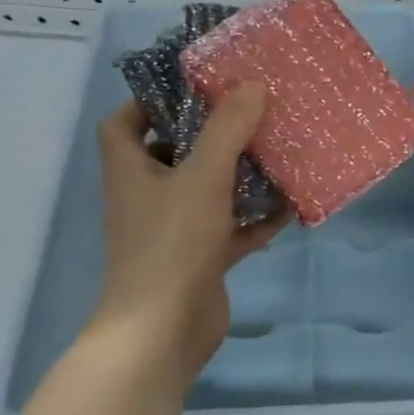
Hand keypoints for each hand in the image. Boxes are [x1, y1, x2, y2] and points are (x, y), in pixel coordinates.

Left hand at [88, 85, 288, 387]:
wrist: (164, 329)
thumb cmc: (172, 243)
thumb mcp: (203, 176)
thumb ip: (227, 129)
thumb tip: (251, 84)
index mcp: (132, 170)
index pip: (123, 123)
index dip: (148, 101)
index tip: (191, 88)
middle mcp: (148, 197)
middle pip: (173, 154)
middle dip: (209, 135)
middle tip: (250, 113)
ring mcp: (175, 231)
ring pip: (207, 192)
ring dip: (238, 175)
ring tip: (276, 151)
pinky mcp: (201, 259)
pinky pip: (231, 229)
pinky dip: (255, 219)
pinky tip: (290, 207)